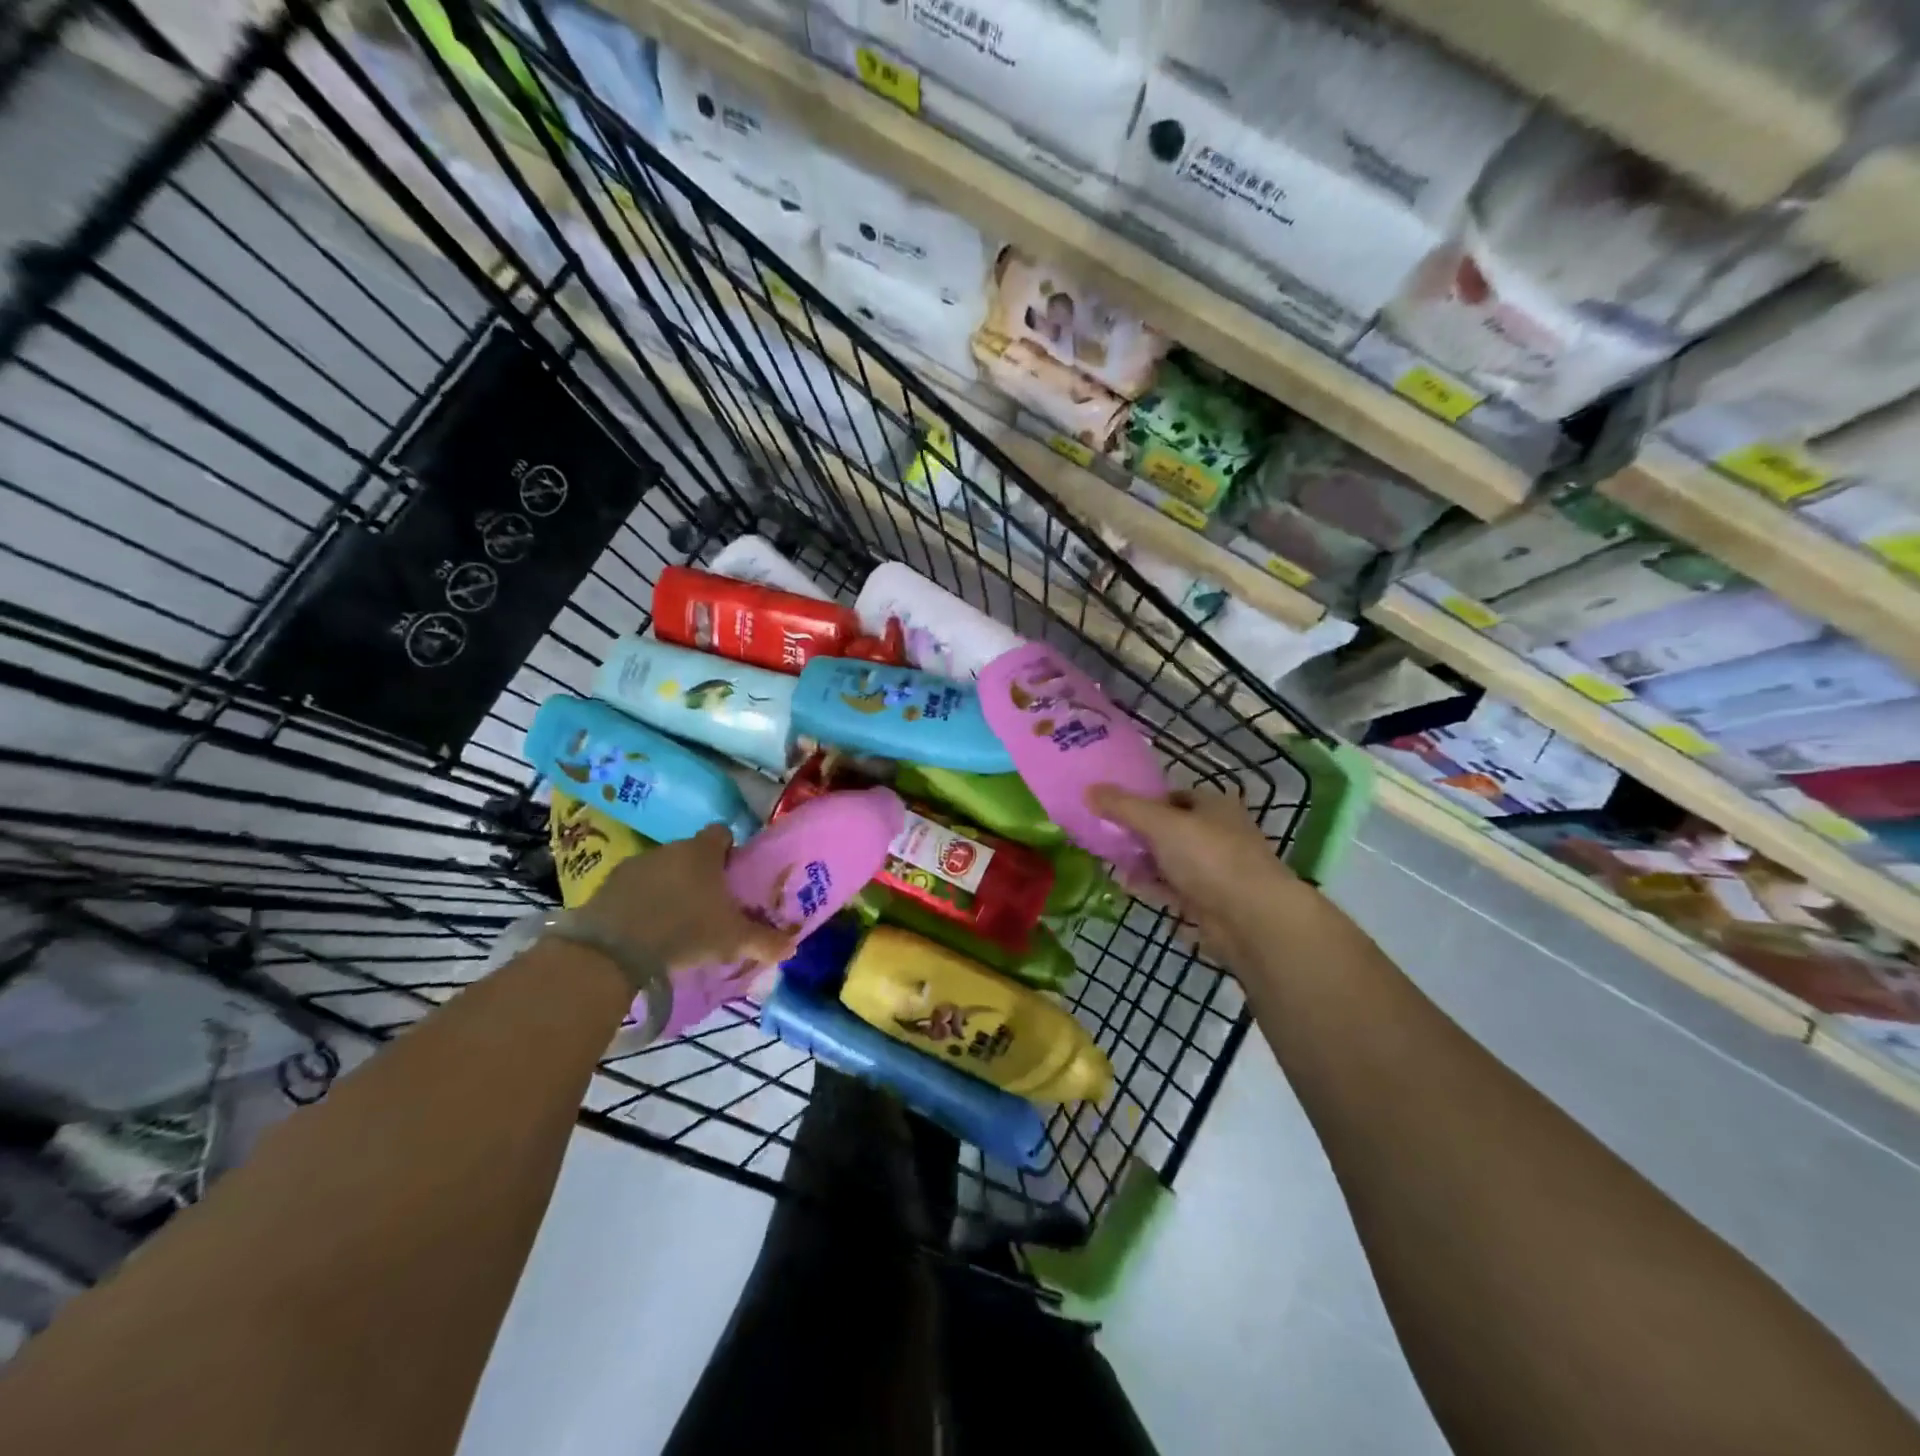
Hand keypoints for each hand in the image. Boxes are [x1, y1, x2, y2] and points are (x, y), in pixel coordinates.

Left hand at [574, 825, 794, 978]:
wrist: (615, 948)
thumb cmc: (686, 930)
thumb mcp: (733, 940)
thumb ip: (765, 941)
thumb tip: (792, 947)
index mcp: (703, 851)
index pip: (722, 834)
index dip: (729, 852)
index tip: (732, 877)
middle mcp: (671, 847)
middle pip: (691, 853)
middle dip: (699, 873)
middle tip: (707, 906)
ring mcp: (637, 863)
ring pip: (662, 869)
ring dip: (669, 887)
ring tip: (674, 921)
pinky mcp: (609, 883)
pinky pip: (634, 887)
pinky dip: (641, 901)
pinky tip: (644, 929)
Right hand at [1087, 783, 1317, 960]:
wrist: (1251, 918)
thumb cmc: (1209, 857)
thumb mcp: (1160, 823)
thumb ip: (1123, 807)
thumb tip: (1089, 789)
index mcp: (1214, 806)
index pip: (1174, 797)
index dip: (1144, 801)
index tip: (1114, 810)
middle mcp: (1218, 834)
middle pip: (1170, 830)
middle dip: (1139, 835)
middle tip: (1107, 838)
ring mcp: (1216, 870)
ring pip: (1171, 861)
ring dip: (1143, 863)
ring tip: (1110, 863)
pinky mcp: (1210, 902)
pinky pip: (1174, 888)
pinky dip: (1153, 886)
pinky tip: (1128, 887)